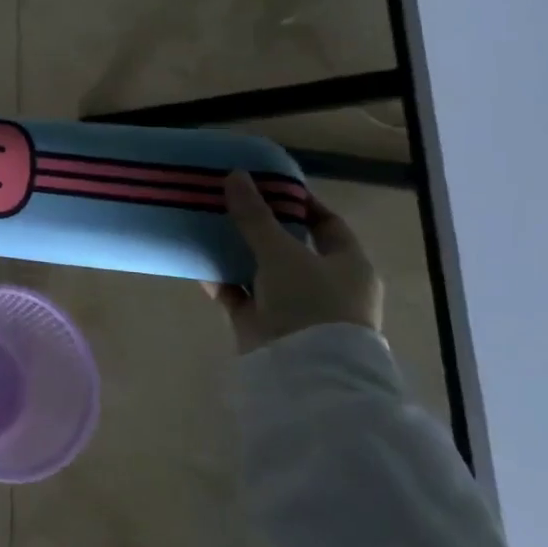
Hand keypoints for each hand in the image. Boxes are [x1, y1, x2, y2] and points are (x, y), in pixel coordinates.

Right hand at [202, 171, 382, 353]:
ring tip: (208, 226)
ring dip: (237, 252)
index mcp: (348, 265)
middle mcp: (325, 284)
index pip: (326, 224)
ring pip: (261, 270)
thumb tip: (235, 175)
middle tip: (229, 202)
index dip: (299, 203)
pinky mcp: (264, 324)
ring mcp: (294, 306)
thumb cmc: (310, 302)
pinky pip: (240, 294)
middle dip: (260, 226)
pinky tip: (199, 261)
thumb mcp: (281, 251)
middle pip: (289, 246)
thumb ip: (255, 215)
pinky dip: (222, 280)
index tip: (267, 185)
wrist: (303, 371)